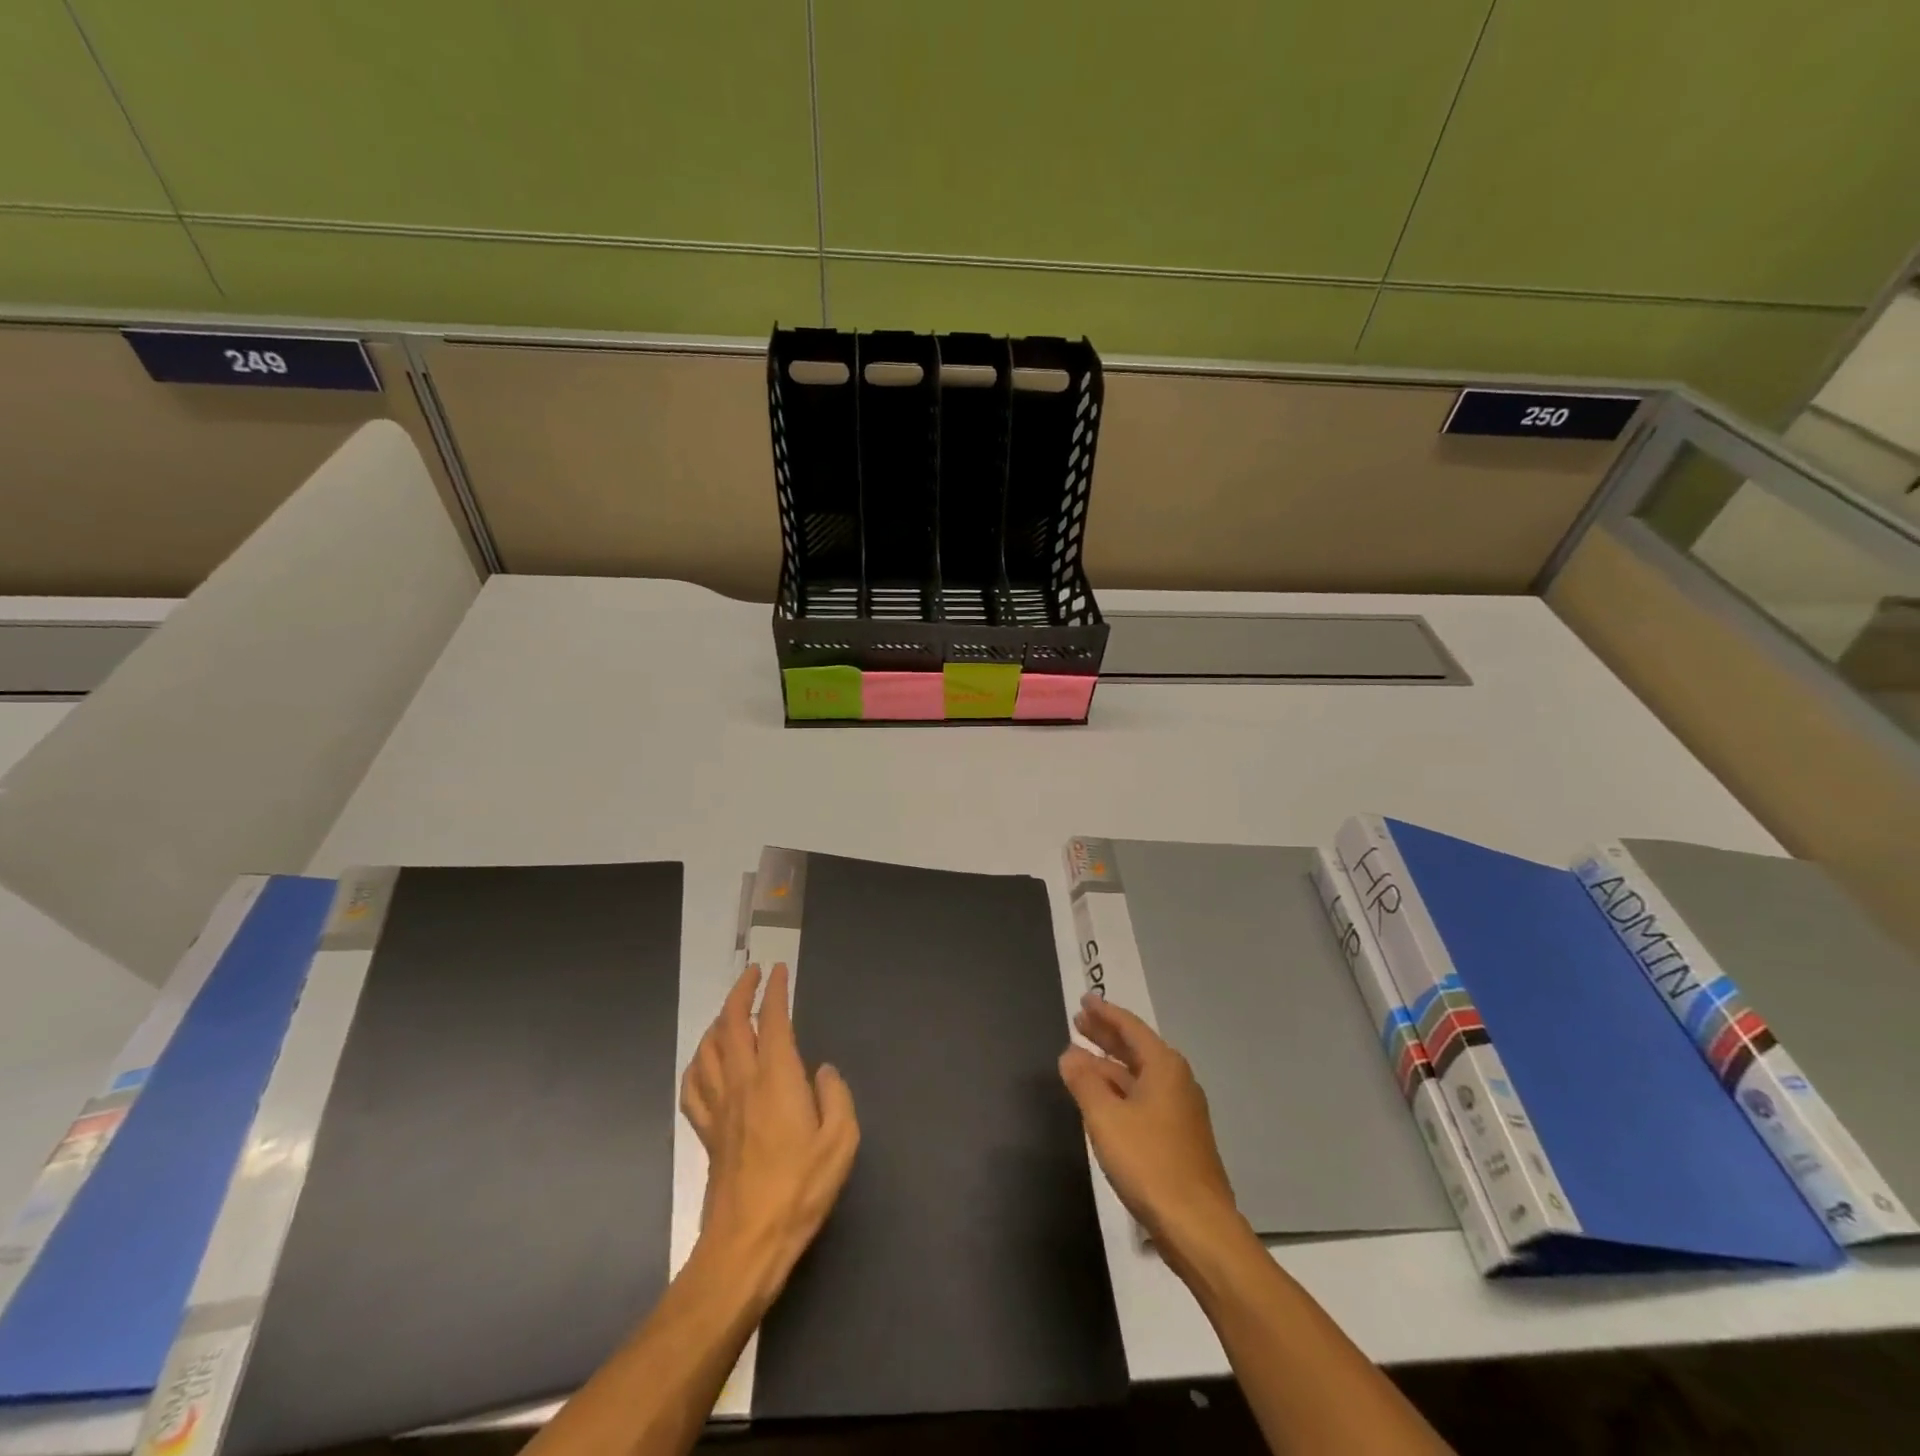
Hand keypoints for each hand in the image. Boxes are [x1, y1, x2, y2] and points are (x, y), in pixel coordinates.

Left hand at [679, 961, 858, 1305]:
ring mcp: (719, 1108)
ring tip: (730, 1011)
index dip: (775, 991)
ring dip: (717, 1021)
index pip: (772, 1020)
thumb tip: (822, 1071)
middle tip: (752, 975)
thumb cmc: (800, 1189)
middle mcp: (742, 1083)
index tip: (778, 971)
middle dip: (740, 993)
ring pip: (707, 1049)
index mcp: (777, 1078)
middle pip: (731, 1025)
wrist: (747, 1243)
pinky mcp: (706, 1133)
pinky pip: (693, 1086)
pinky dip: (697, 1062)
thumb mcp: (840, 1141)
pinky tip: (705, 1061)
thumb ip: (836, 1096)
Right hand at [1059, 992, 1245, 1266]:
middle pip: (1136, 1048)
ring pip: (1138, 1076)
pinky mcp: (1178, 1138)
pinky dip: (1119, 1090)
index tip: (1085, 1000)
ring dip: (1109, 1065)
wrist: (1198, 1226)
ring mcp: (1180, 1111)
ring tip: (1080, 1058)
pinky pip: (1143, 1098)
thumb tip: (1070, 1054)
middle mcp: (1176, 1081)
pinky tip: (1102, 1099)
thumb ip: (1084, 1082)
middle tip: (1078, 1022)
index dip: (1105, 1013)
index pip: (1130, 1028)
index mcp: (1164, 1067)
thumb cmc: (1149, 1162)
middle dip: (1106, 1035)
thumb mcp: (1106, 1118)